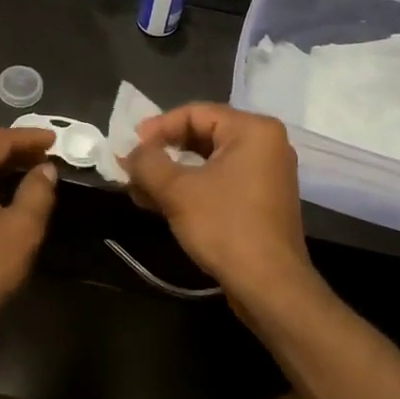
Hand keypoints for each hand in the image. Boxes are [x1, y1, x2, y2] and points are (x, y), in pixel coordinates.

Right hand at [122, 104, 314, 300]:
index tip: (130, 148)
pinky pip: (219, 181)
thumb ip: (147, 162)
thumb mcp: (177, 190)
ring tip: (139, 189)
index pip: (195, 113)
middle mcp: (265, 144)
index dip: (157, 128)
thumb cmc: (225, 226)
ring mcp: (266, 174)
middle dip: (162, 152)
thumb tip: (131, 152)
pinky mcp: (261, 200)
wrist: (269, 285)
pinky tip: (161, 203)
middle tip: (132, 168)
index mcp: (253, 130)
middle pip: (202, 135)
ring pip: (208, 161)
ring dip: (171, 173)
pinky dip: (191, 188)